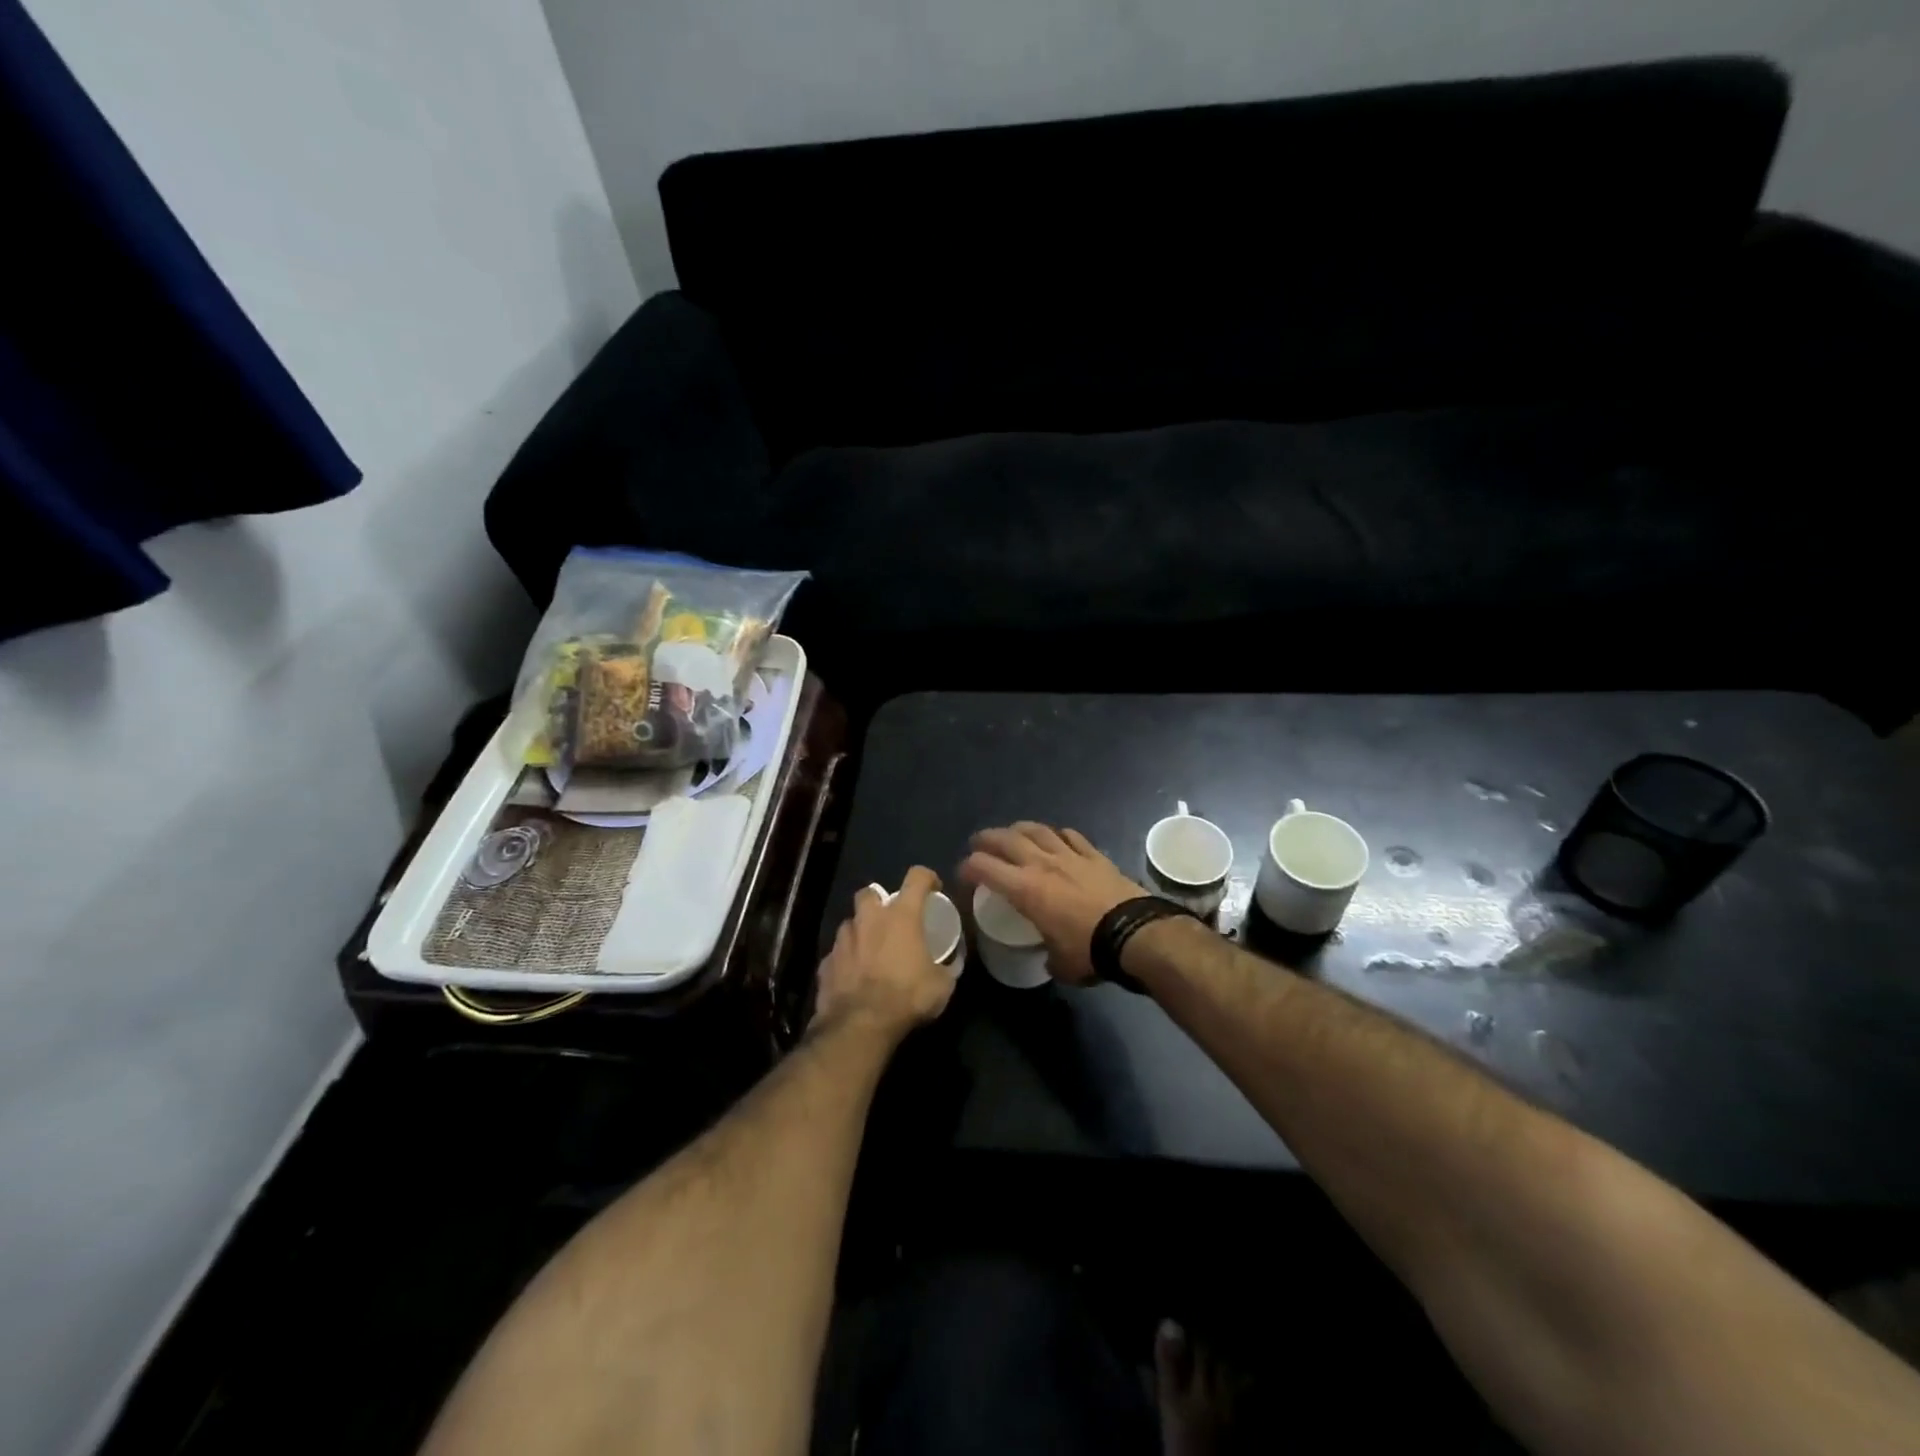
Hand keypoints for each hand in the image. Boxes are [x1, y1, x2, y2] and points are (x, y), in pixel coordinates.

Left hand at [814, 867, 955, 1036]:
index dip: (927, 878)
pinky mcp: (826, 962)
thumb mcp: (942, 986)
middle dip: (879, 901)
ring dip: (861, 931)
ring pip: (850, 923)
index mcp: (901, 916)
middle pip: (870, 893)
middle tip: (890, 919)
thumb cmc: (906, 997)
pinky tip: (854, 976)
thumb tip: (954, 962)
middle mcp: (869, 919)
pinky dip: (846, 960)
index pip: (917, 877)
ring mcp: (843, 940)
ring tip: (871, 950)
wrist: (860, 1025)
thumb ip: (949, 968)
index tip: (933, 888)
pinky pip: (837, 953)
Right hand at [959, 822, 1145, 984]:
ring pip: (1037, 830)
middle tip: (978, 843)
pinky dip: (1057, 834)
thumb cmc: (1089, 951)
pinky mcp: (1094, 855)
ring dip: (1019, 829)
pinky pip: (1070, 835)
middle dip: (986, 839)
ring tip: (1012, 832)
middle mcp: (1042, 864)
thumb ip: (1048, 956)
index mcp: (1025, 889)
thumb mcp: (1059, 963)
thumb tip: (1049, 959)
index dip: (967, 868)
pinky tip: (1055, 837)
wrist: (1134, 933)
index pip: (984, 868)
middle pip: (1006, 839)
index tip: (963, 875)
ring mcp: (1070, 855)